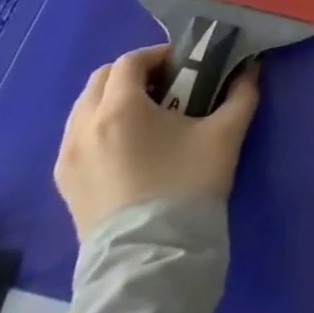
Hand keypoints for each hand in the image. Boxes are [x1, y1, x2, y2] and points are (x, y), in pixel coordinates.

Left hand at [54, 44, 261, 238]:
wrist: (152, 257)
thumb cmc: (188, 185)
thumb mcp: (226, 133)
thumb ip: (241, 94)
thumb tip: (249, 70)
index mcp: (119, 109)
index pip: (130, 61)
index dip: (158, 55)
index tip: (185, 66)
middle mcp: (83, 127)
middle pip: (101, 80)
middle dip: (133, 75)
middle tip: (167, 86)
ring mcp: (68, 158)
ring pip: (84, 109)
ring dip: (114, 100)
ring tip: (148, 117)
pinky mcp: (65, 185)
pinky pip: (77, 138)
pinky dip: (100, 127)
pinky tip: (129, 147)